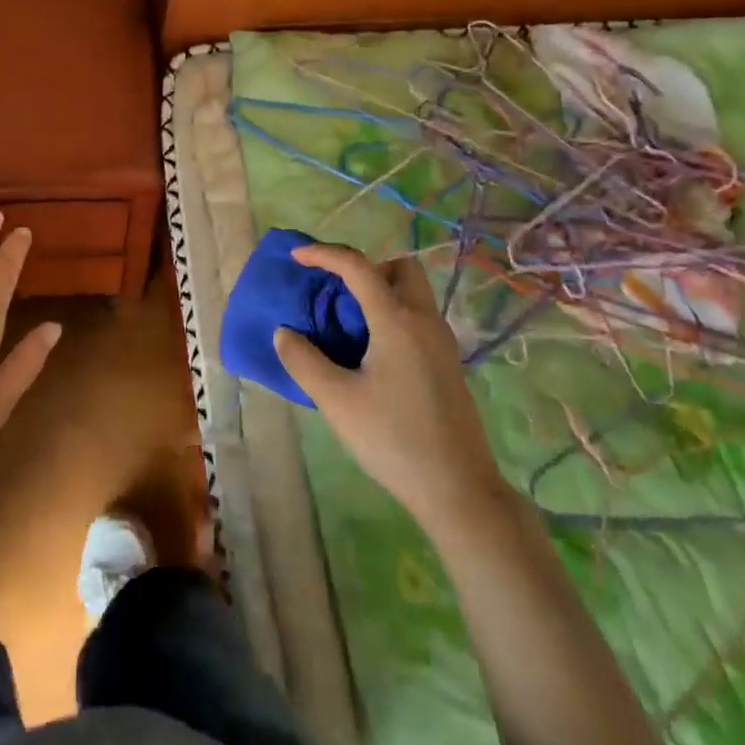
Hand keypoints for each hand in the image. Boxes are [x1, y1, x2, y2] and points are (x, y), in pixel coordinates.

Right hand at [273, 243, 504, 531]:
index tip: (296, 256)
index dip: (324, 254)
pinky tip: (371, 351)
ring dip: (380, 290)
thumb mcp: (337, 401)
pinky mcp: (447, 363)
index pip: (358, 266)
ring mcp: (442, 342)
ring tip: (347, 321)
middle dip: (365, 267)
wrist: (460, 491)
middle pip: (399, 267)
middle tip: (336, 291)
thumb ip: (303, 361)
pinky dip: (392, 313)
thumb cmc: (394, 440)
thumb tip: (285, 333)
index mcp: (397, 320)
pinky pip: (417, 316)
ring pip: (412, 291)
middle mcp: (424, 320)